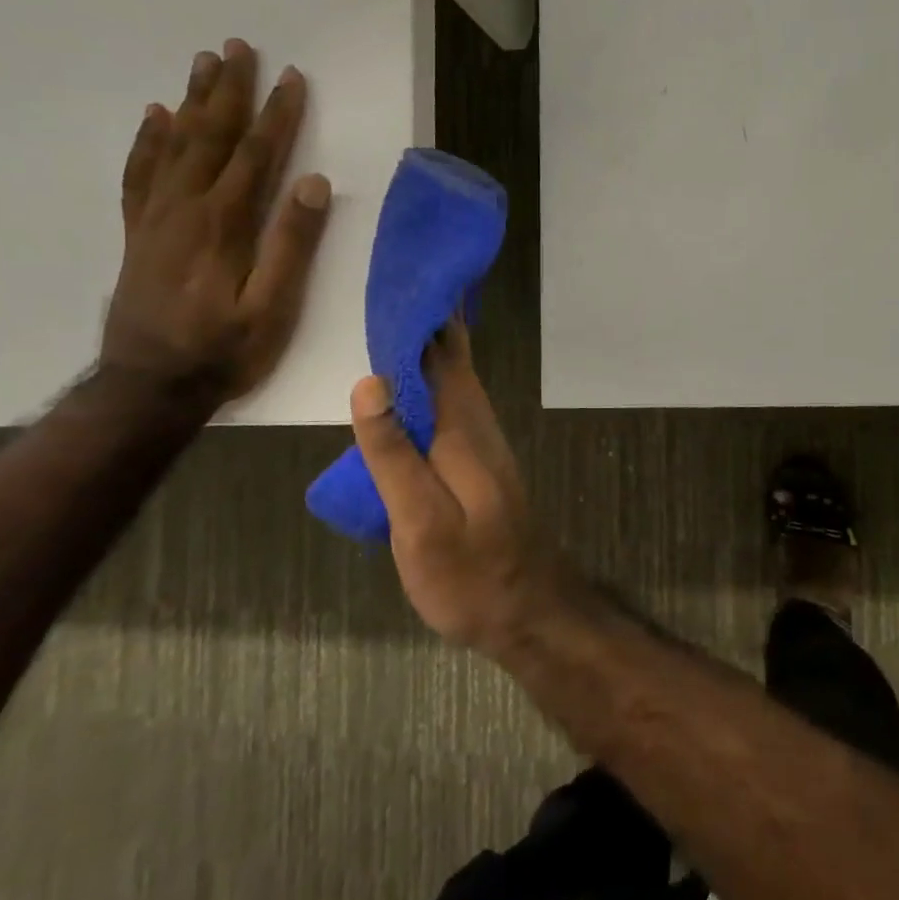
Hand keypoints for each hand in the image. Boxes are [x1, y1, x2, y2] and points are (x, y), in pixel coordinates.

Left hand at [100, 38, 330, 409]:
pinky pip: (141, 173)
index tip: (292, 78)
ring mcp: (157, 217)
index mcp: (223, 224)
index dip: (277, 116)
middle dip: (229, 90)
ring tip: (203, 62)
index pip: (256, 155)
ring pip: (174, 144)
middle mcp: (185, 208)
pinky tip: (154, 117)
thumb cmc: (223, 350)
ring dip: (191, 101)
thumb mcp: (272, 308)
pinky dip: (148, 140)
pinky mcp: (140, 232)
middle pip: (210, 136)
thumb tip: (314, 185)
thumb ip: (291, 245)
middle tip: (238, 46)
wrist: (148, 386)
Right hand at [348, 324, 553, 651]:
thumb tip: (371, 381)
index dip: (421, 322)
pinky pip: (454, 411)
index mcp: (463, 431)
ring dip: (431, 356)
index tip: (396, 287)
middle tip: (390, 299)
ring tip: (394, 333)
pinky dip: (433, 390)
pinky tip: (414, 396)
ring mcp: (483, 449)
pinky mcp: (479, 469)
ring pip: (456, 386)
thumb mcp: (421, 521)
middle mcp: (479, 429)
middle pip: (453, 365)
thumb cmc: (470, 574)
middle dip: (426, 329)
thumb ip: (395, 453)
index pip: (442, 358)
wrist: (527, 612)